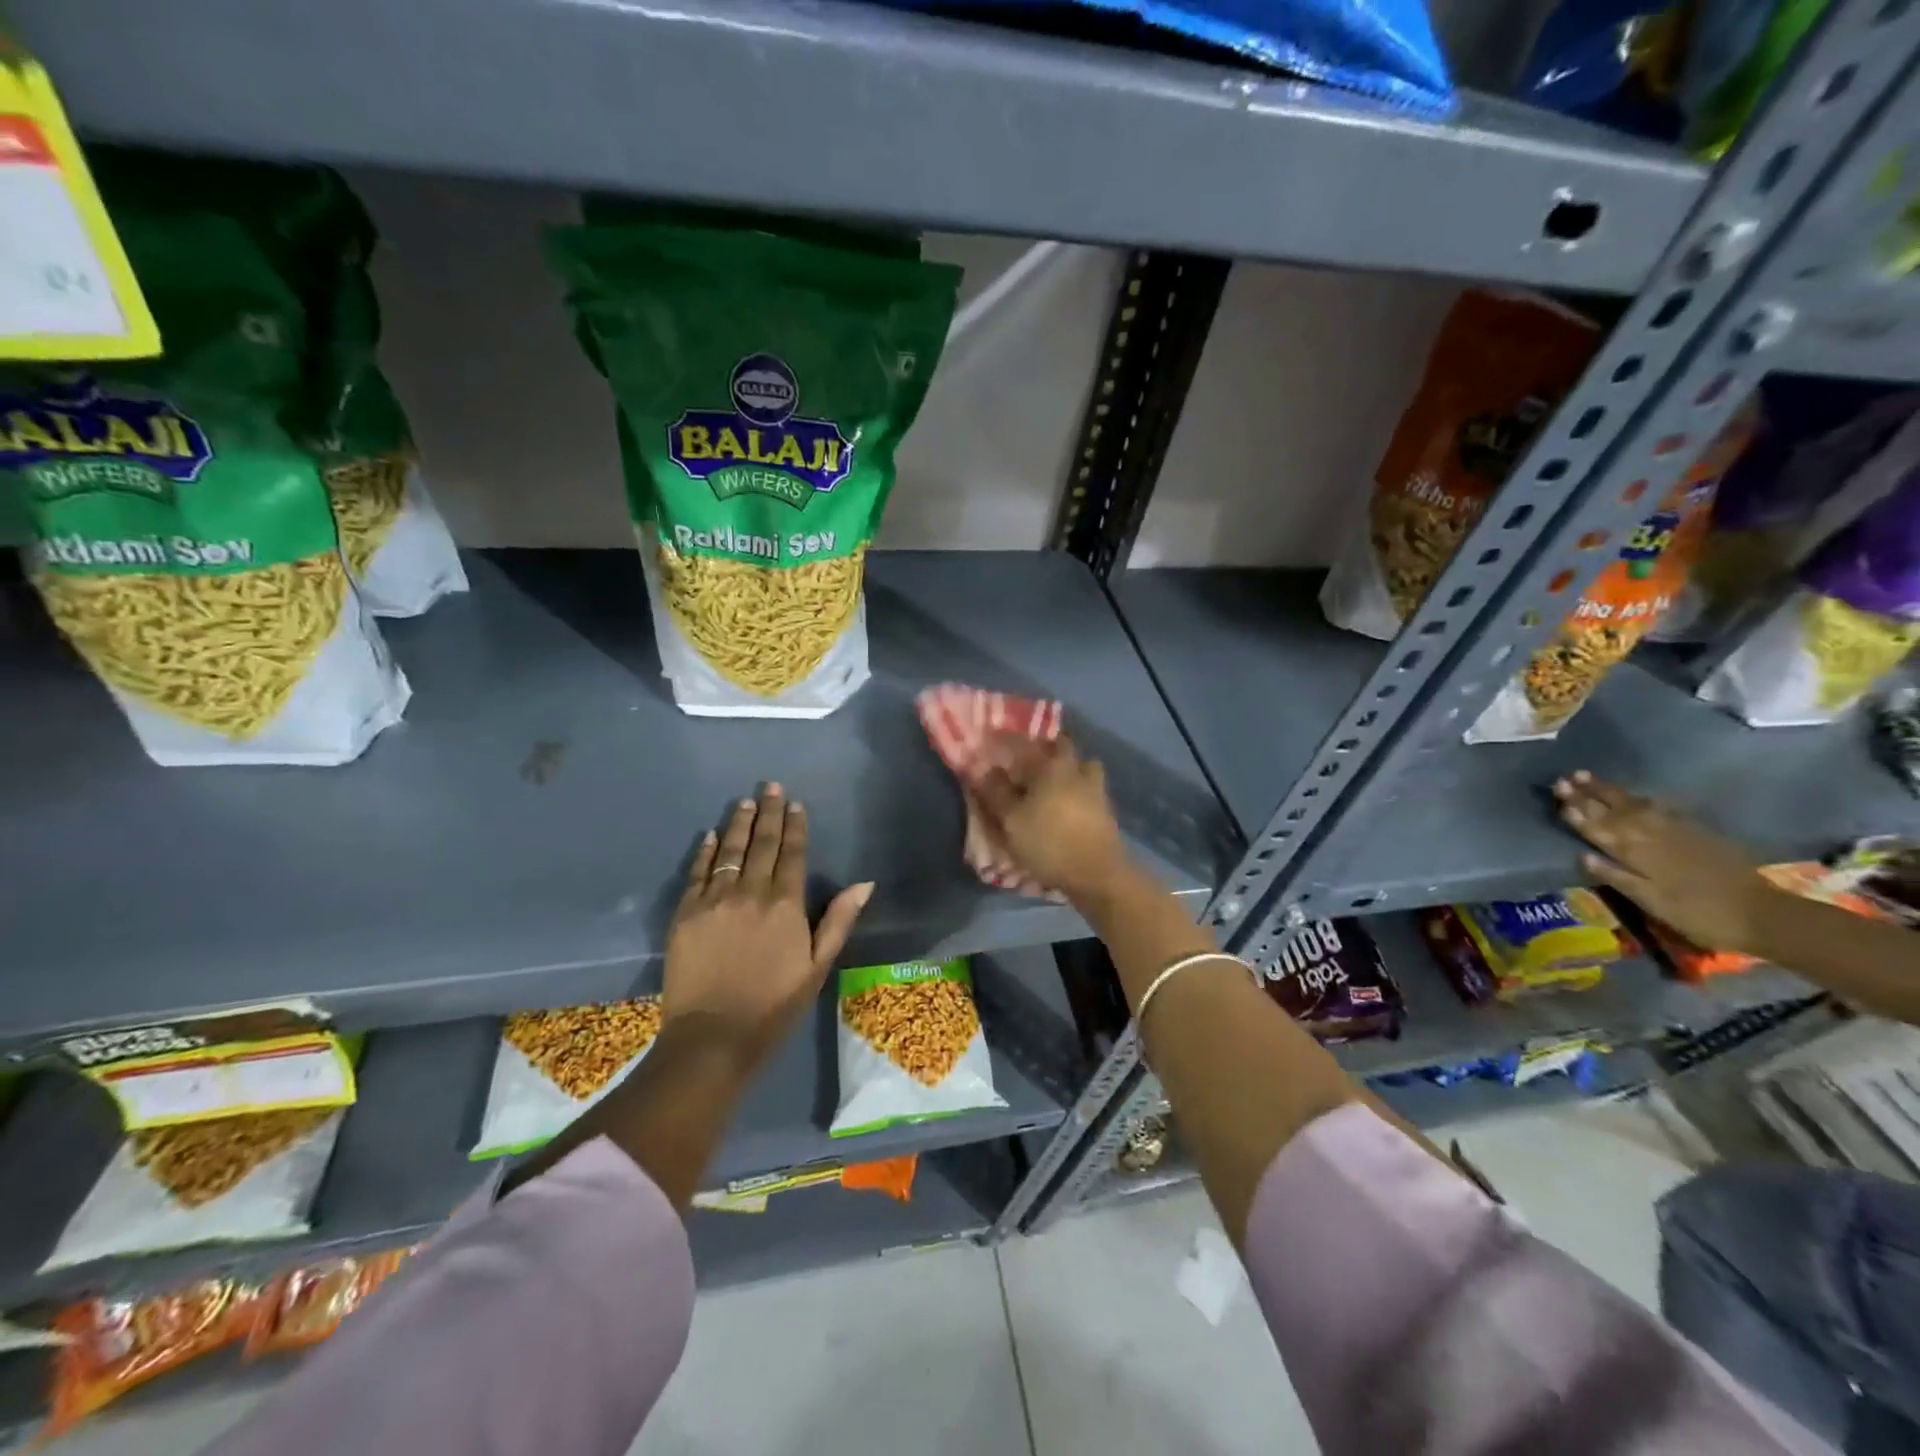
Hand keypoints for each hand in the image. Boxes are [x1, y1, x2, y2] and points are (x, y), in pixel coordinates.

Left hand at [664, 784, 872, 1063]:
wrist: (713, 1037)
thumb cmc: (774, 1005)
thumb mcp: (817, 967)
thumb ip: (838, 920)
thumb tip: (864, 884)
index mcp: (785, 904)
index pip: (791, 853)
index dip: (794, 826)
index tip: (795, 804)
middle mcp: (750, 892)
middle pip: (761, 843)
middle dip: (768, 812)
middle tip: (770, 786)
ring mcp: (714, 900)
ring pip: (729, 851)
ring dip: (738, 824)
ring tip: (744, 801)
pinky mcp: (685, 913)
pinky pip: (697, 873)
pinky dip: (706, 851)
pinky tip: (710, 836)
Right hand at [974, 737, 1129, 903]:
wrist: (1096, 874)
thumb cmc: (1048, 841)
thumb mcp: (1011, 819)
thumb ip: (996, 792)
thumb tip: (983, 768)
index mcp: (1053, 765)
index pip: (1029, 741)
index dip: (1011, 739)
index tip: (997, 741)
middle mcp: (1077, 769)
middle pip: (1063, 748)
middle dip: (1046, 750)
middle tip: (1028, 763)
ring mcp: (1097, 789)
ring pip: (1081, 769)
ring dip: (1068, 771)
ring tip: (1050, 785)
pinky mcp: (1106, 811)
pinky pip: (1089, 790)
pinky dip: (1077, 791)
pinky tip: (1066, 805)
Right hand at [1554, 771, 1769, 951]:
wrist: (1763, 914)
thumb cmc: (1699, 914)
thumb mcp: (1652, 902)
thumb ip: (1616, 877)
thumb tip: (1583, 856)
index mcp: (1636, 854)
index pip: (1599, 829)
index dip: (1577, 814)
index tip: (1558, 797)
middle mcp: (1651, 836)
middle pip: (1613, 812)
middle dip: (1587, 796)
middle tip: (1563, 779)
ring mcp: (1676, 831)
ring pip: (1634, 805)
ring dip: (1609, 791)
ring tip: (1587, 777)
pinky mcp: (1696, 832)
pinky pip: (1659, 808)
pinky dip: (1640, 799)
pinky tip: (1633, 795)